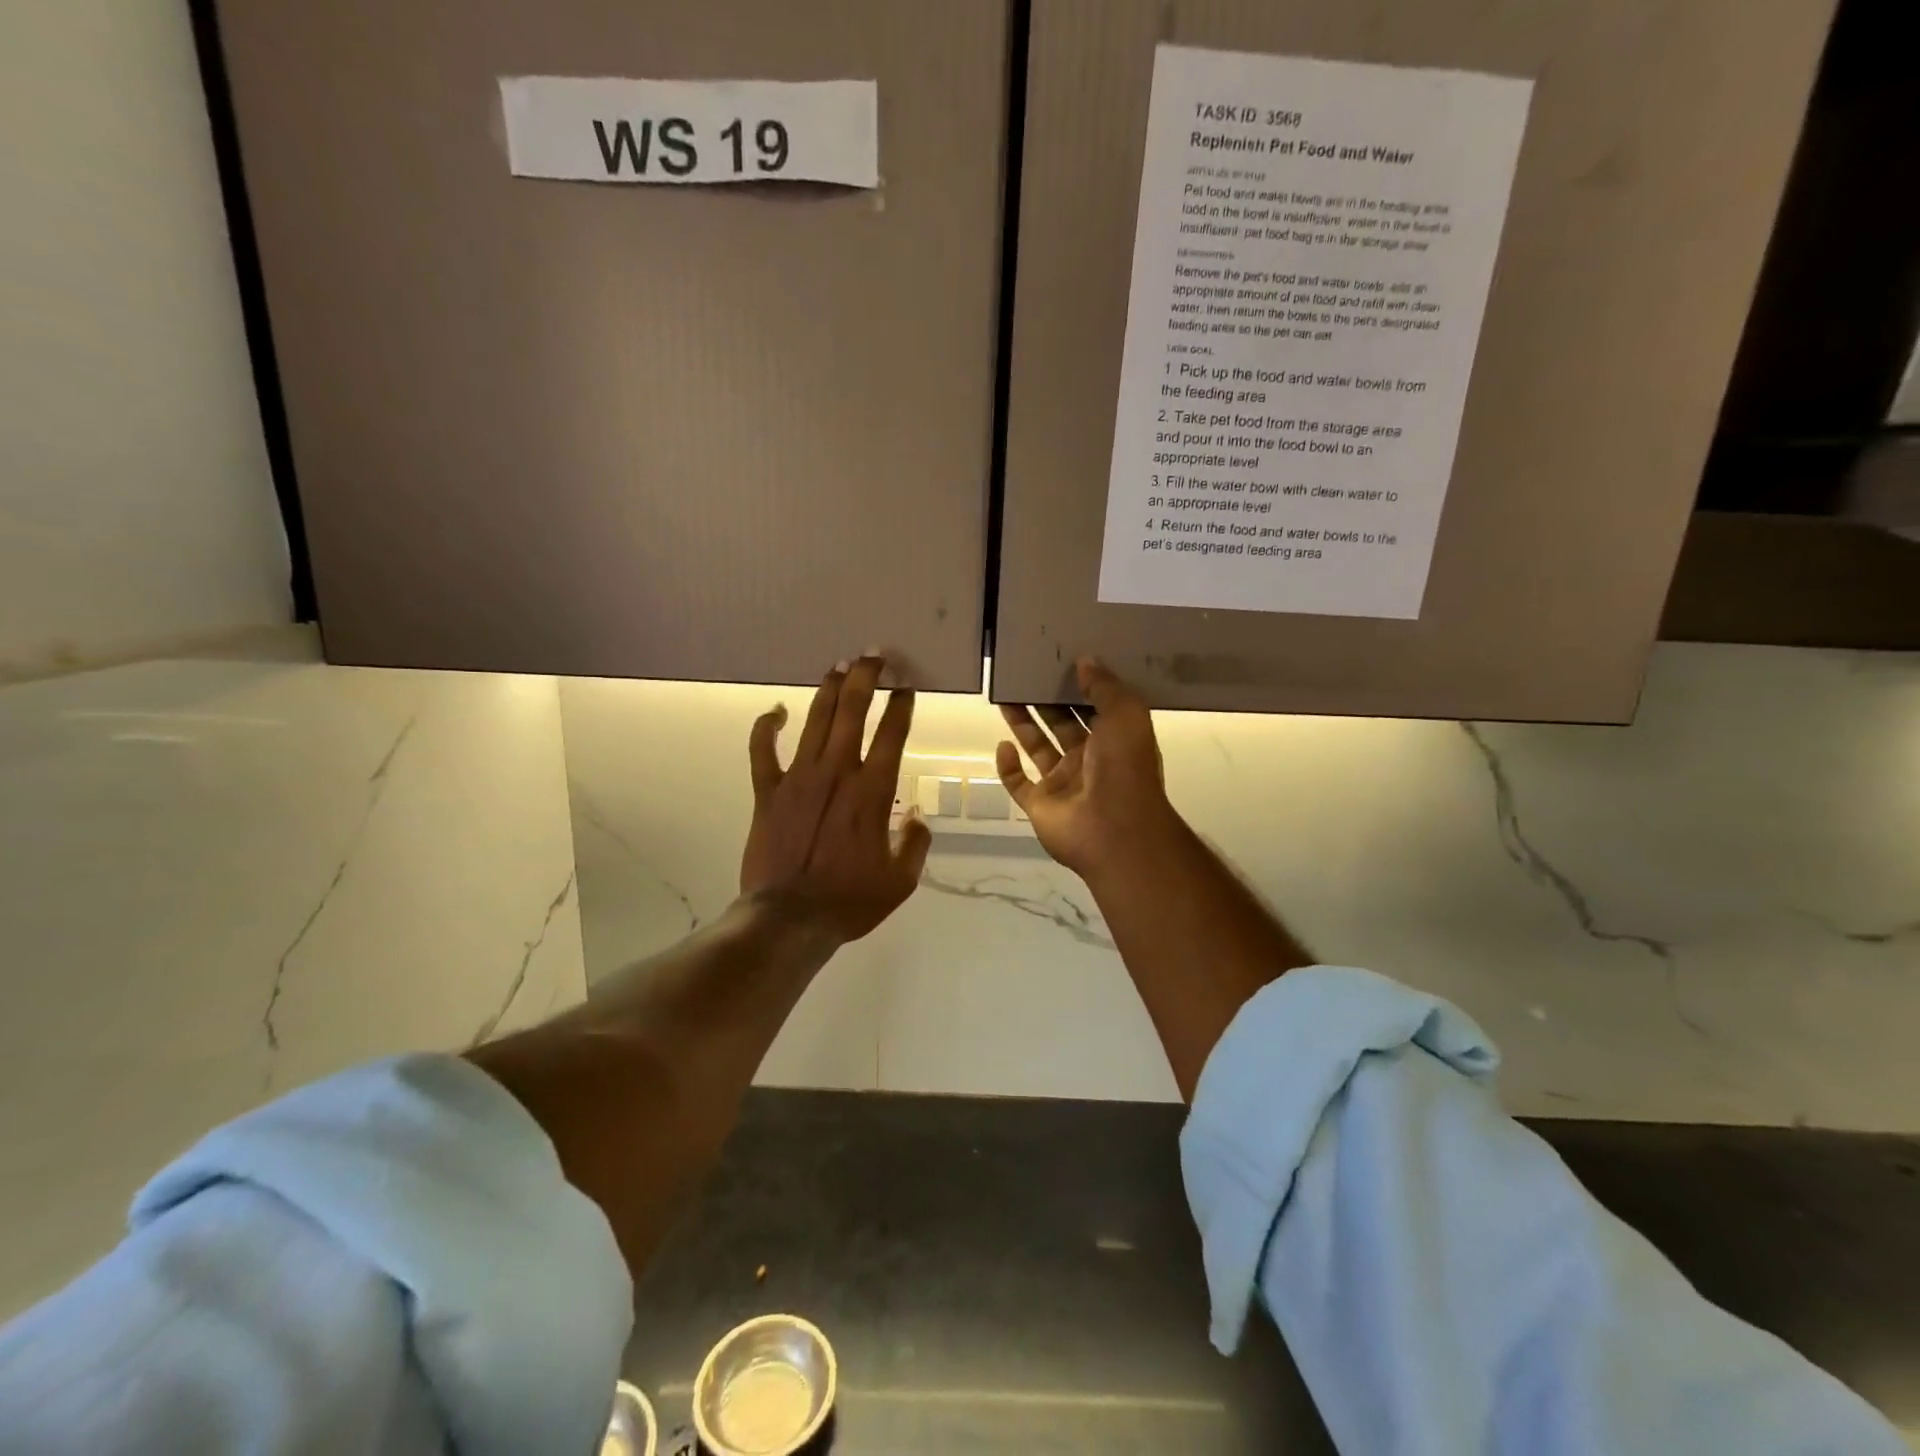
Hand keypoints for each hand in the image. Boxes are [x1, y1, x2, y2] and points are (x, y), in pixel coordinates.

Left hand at [741, 656, 930, 943]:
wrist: (789, 918)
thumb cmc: (849, 901)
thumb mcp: (900, 881)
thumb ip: (915, 844)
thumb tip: (917, 818)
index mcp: (872, 791)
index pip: (891, 734)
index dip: (901, 706)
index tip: (907, 687)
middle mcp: (837, 772)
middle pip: (852, 711)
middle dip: (866, 677)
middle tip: (874, 655)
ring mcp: (798, 778)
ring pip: (815, 720)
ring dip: (829, 689)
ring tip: (840, 666)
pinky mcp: (767, 791)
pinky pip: (763, 750)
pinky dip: (767, 726)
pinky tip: (775, 710)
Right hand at [997, 657, 1182, 882]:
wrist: (1113, 829)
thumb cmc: (1124, 767)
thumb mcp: (1125, 716)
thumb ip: (1105, 687)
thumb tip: (1085, 660)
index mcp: (1114, 739)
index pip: (1094, 707)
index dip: (1078, 686)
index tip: (1060, 660)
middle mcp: (1088, 760)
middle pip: (1061, 723)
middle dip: (1045, 700)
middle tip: (1025, 673)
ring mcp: (1062, 784)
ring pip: (1037, 747)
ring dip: (1022, 723)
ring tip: (1005, 695)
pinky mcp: (1039, 804)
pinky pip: (1017, 782)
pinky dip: (1007, 765)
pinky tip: (1003, 745)